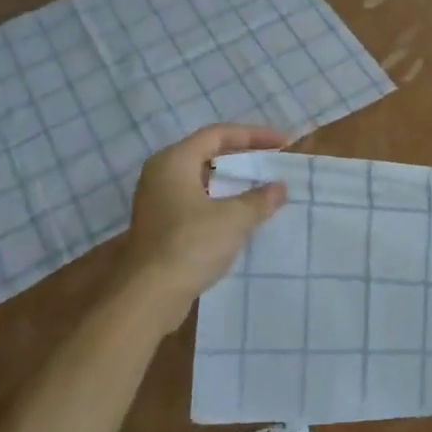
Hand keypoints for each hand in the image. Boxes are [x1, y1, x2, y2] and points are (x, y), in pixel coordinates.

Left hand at [111, 124, 288, 330]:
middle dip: (243, 157)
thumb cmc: (191, 245)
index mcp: (174, 161)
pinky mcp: (161, 226)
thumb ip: (260, 198)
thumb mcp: (234, 219)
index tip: (283, 143)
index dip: (253, 135)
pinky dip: (221, 202)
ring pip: (202, 180)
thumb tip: (279, 187)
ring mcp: (158, 202)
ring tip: (263, 187)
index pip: (218, 134)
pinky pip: (196, 202)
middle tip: (273, 162)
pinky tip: (242, 216)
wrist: (149, 297)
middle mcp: (161, 175)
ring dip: (233, 182)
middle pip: (208, 154)